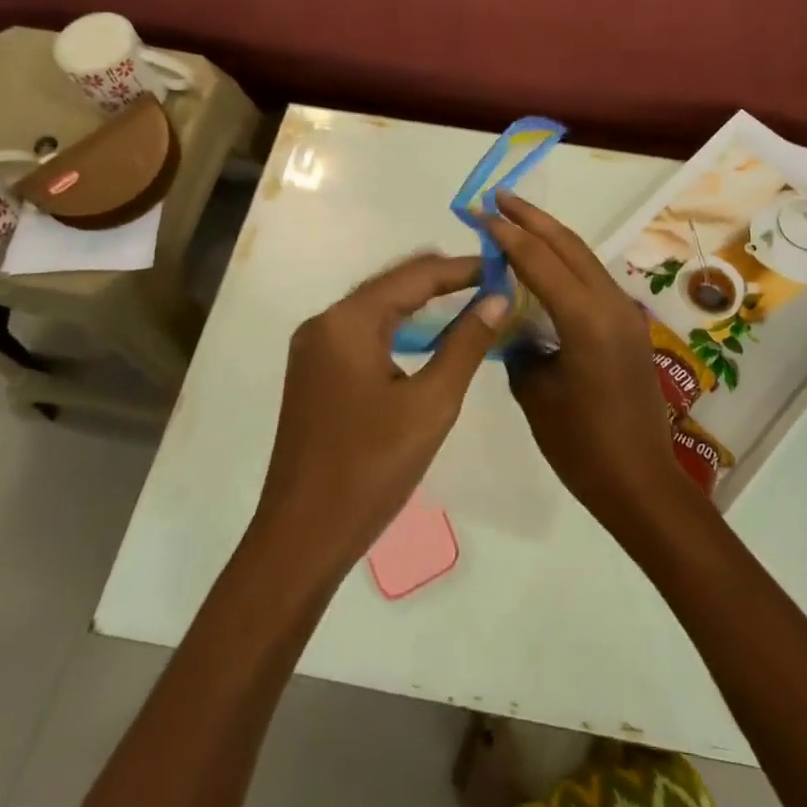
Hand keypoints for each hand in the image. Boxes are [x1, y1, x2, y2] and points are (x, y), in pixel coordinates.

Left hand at [251, 253, 506, 583]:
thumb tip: (497, 298)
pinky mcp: (315, 371)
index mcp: (347, 322)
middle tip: (492, 283)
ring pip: (377, 305)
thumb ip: (466, 344)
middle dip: (442, 278)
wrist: (301, 539)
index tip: (504, 267)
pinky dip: (399, 325)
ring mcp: (315, 347)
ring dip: (421, 301)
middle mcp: (325, 322)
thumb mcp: (431, 404)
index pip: (415, 275)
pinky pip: (363, 330)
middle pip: (392, 283)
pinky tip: (428, 336)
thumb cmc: (370, 469)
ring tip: (471, 302)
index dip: (462, 268)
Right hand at [479, 193, 693, 530]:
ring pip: (584, 258)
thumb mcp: (536, 394)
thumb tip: (514, 325)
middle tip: (498, 198)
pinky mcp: (629, 327)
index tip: (481, 213)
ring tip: (516, 220)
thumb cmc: (582, 445)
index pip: (540, 260)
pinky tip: (543, 265)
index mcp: (586, 318)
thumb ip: (521, 347)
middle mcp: (611, 303)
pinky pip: (592, 280)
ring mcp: (625, 313)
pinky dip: (565, 262)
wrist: (641, 482)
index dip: (508, 234)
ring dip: (550, 236)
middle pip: (568, 245)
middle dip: (532, 218)